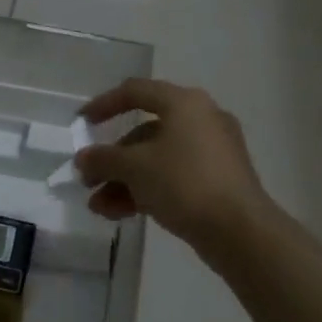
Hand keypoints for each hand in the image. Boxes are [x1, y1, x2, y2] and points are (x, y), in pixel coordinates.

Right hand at [75, 79, 275, 256]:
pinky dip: (146, 190)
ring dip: (123, 181)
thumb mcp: (134, 168)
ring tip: (99, 208)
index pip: (135, 91)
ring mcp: (212, 152)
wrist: (240, 231)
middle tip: (88, 181)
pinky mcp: (217, 181)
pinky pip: (173, 177)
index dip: (103, 104)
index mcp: (184, 103)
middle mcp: (201, 120)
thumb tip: (83, 158)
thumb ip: (103, 158)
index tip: (81, 124)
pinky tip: (119, 214)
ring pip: (156, 159)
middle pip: (144, 132)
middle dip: (111, 159)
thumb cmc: (184, 183)